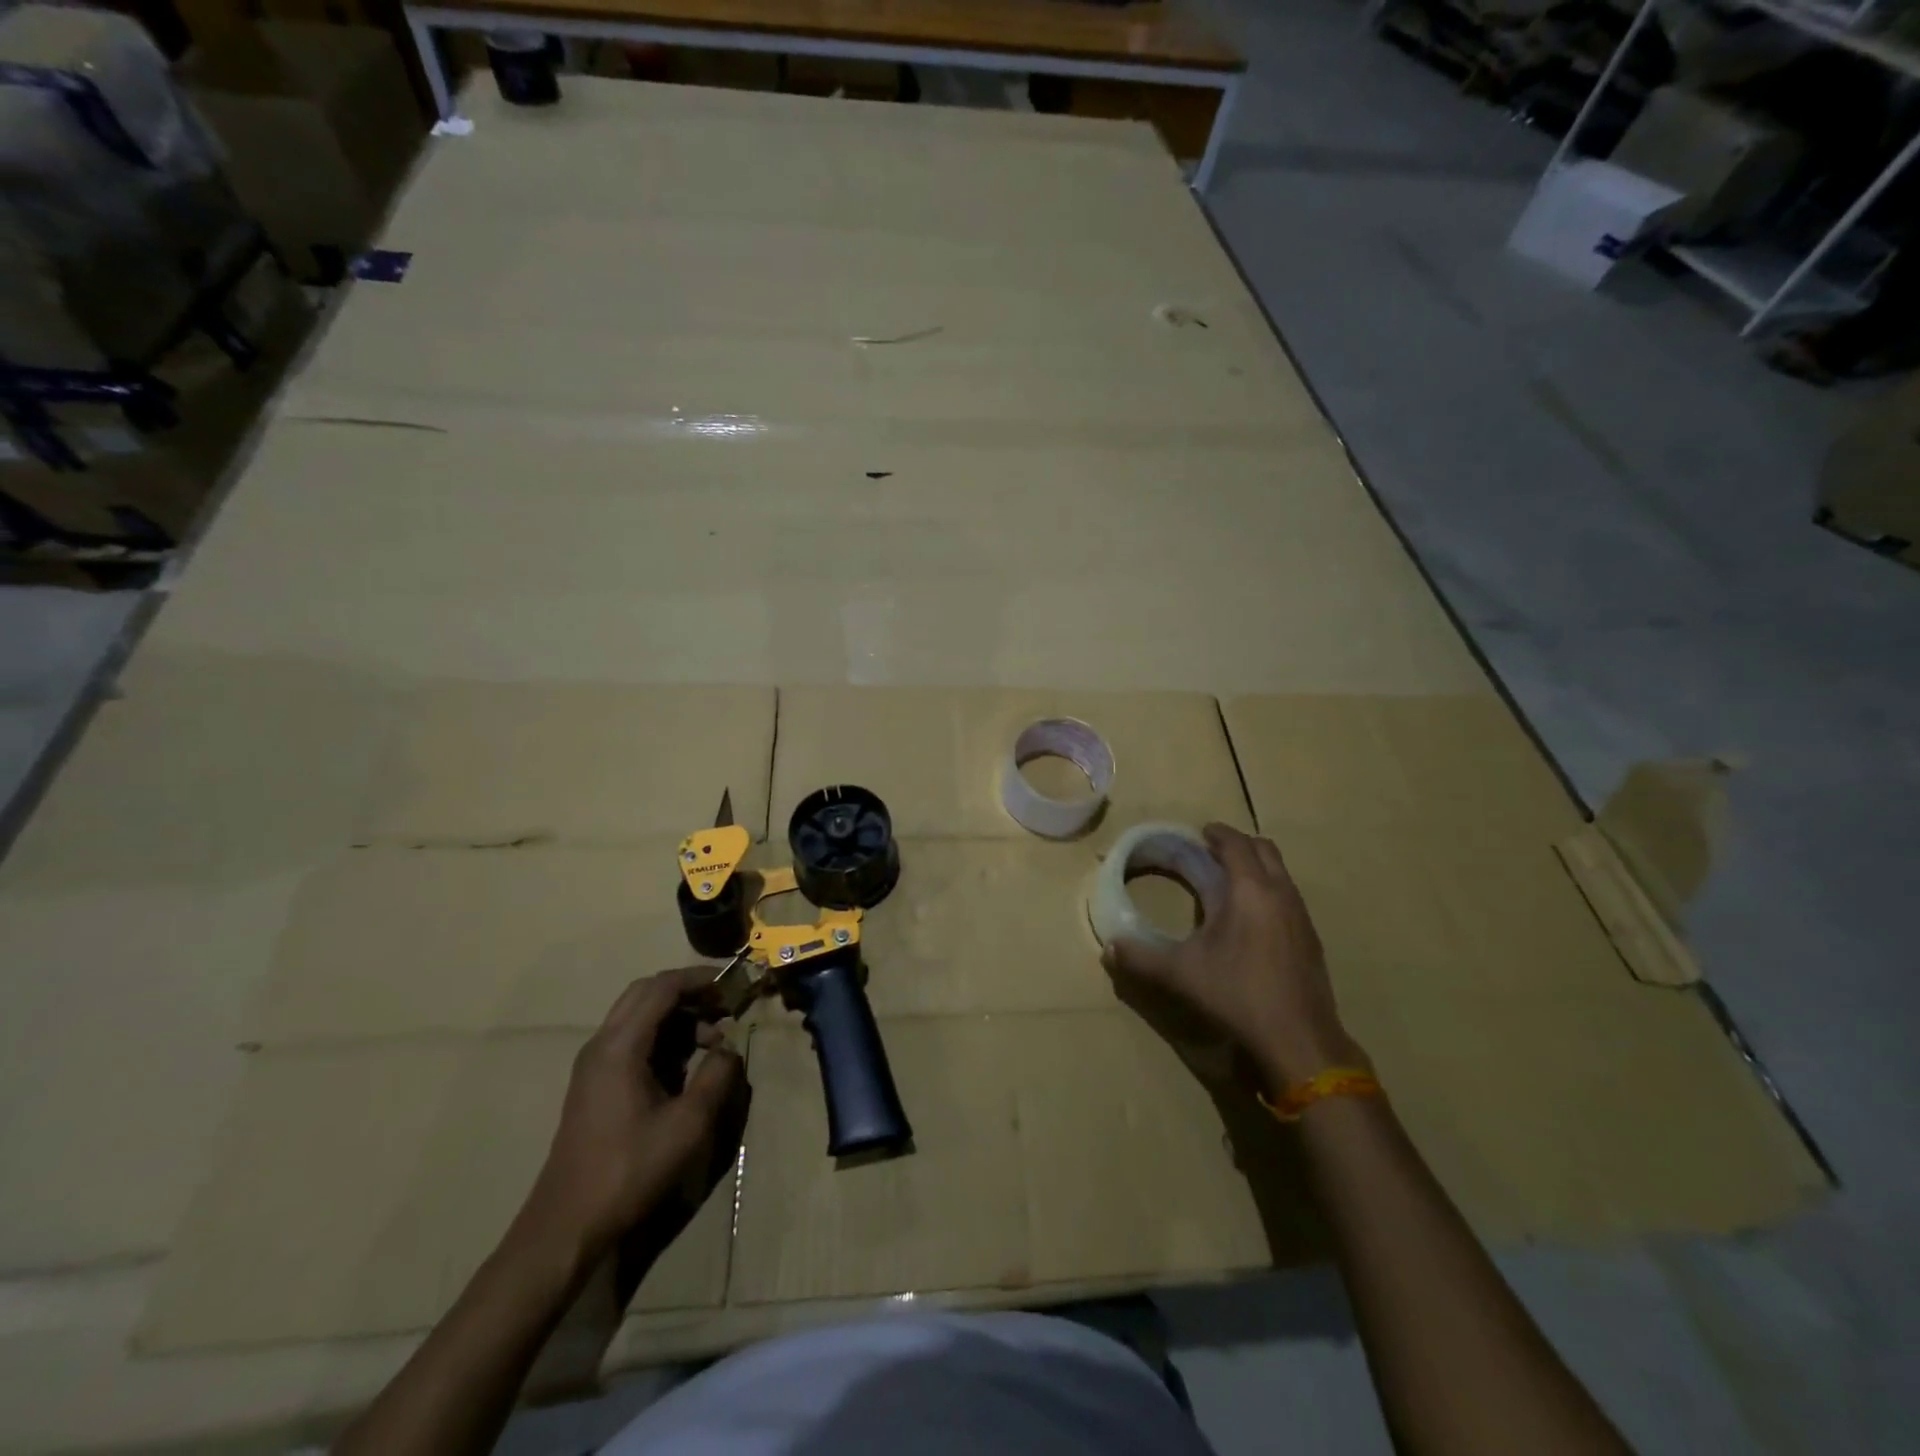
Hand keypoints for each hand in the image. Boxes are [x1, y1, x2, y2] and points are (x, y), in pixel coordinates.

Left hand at [516, 969, 746, 1266]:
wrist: (567, 1226)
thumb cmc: (629, 1170)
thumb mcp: (688, 1124)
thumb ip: (716, 1076)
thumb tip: (729, 1048)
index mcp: (620, 1046)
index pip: (662, 987)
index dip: (700, 979)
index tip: (733, 984)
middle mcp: (602, 1044)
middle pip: (646, 992)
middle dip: (689, 992)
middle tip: (725, 1005)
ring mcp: (594, 1064)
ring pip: (639, 1015)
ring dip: (678, 1016)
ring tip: (714, 1041)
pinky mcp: (595, 1084)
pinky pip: (633, 1039)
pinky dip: (664, 1037)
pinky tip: (688, 1064)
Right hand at [1101, 823, 1361, 1091]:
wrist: (1299, 1040)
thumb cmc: (1237, 995)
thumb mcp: (1180, 974)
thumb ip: (1141, 957)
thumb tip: (1109, 948)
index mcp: (1249, 890)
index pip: (1235, 844)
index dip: (1217, 833)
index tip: (1199, 832)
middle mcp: (1280, 893)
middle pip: (1264, 849)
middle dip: (1238, 844)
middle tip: (1211, 852)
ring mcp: (1301, 916)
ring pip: (1281, 872)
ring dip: (1256, 866)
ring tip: (1229, 882)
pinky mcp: (1311, 939)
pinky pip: (1289, 896)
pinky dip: (1269, 890)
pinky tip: (1251, 919)